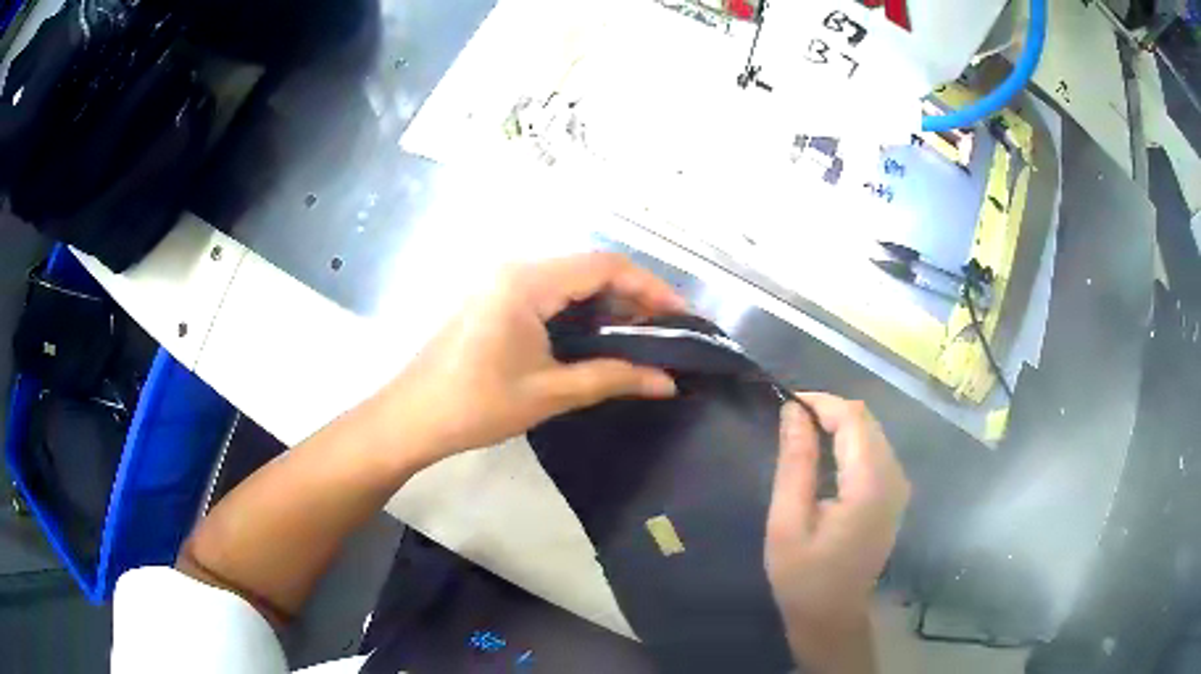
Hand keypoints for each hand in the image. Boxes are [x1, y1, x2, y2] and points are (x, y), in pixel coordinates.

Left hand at [372, 253, 684, 467]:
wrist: (411, 418)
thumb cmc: (476, 405)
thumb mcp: (550, 392)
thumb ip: (613, 378)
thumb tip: (669, 382)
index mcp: (527, 281)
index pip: (605, 266)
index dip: (650, 287)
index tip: (682, 317)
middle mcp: (516, 268)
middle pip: (589, 269)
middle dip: (633, 298)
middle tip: (667, 333)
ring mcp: (502, 282)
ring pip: (571, 281)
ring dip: (608, 306)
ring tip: (642, 339)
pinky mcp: (495, 300)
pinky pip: (550, 294)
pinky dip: (581, 313)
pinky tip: (598, 339)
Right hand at [765, 394, 909, 673]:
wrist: (832, 616)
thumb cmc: (803, 577)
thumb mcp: (787, 522)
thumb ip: (796, 463)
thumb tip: (793, 411)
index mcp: (869, 486)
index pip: (854, 418)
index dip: (821, 402)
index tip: (786, 404)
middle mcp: (894, 478)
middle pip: (867, 421)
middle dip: (829, 410)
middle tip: (789, 420)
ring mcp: (899, 486)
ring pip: (873, 432)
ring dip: (839, 424)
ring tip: (802, 435)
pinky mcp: (894, 494)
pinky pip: (875, 450)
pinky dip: (849, 442)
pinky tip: (825, 457)